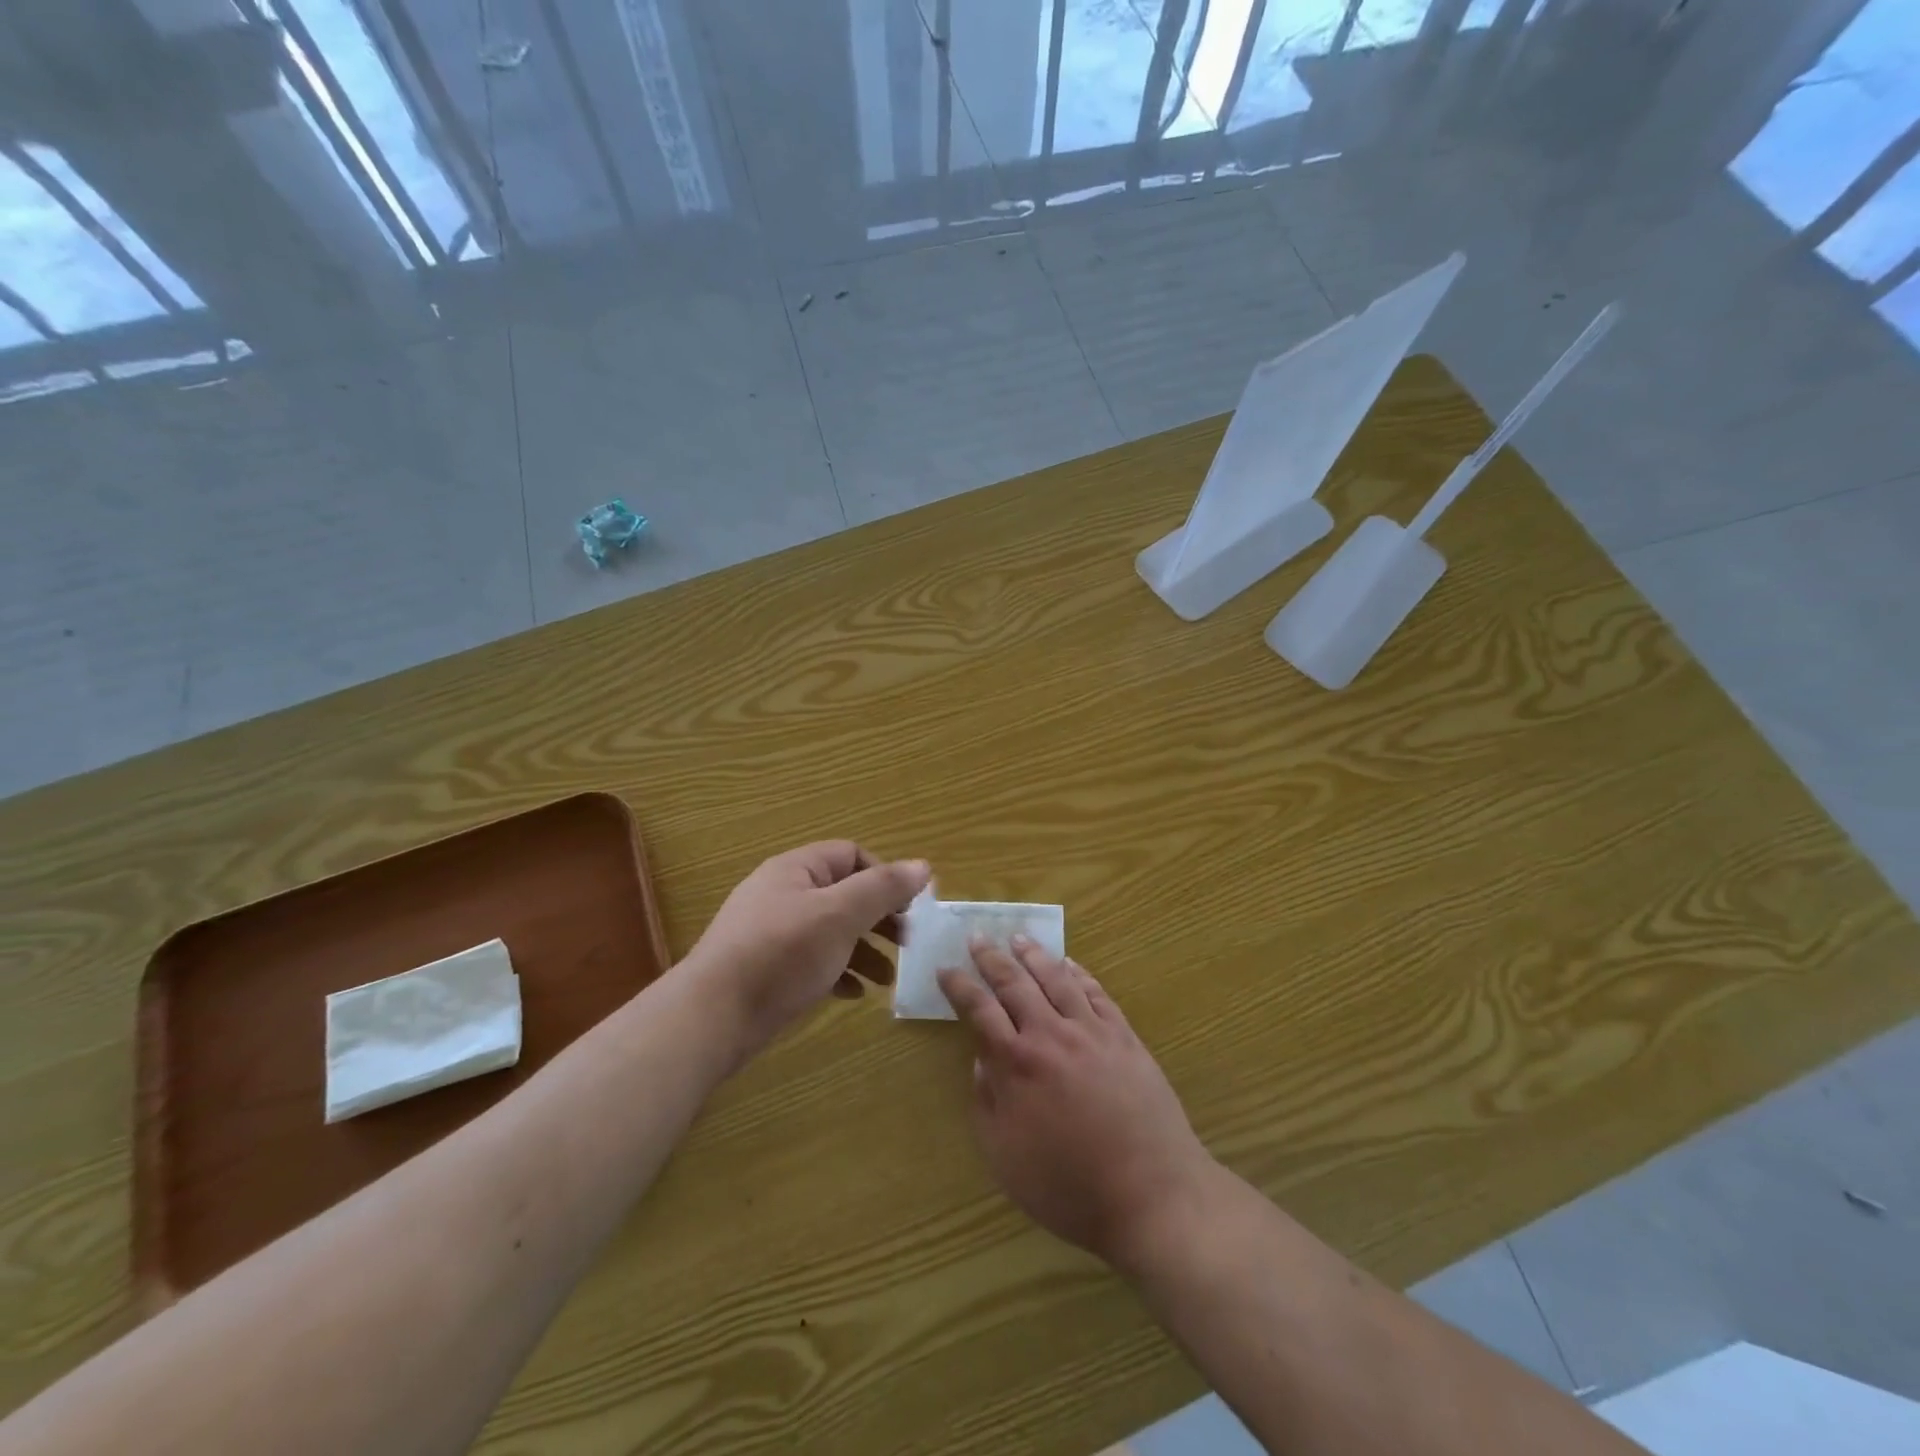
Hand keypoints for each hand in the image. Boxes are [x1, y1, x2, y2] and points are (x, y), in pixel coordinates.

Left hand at [687, 841, 928, 1059]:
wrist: (712, 1017)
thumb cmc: (782, 954)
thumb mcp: (840, 915)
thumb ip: (883, 888)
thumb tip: (923, 866)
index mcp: (796, 869)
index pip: (851, 854)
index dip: (884, 876)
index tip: (910, 908)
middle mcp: (782, 894)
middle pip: (843, 894)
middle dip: (879, 917)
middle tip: (906, 943)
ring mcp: (771, 933)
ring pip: (830, 931)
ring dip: (863, 950)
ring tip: (887, 979)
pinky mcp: (766, 969)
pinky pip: (812, 961)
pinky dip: (837, 972)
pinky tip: (853, 994)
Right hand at [938, 939, 1217, 1272]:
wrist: (1150, 1194)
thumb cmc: (1068, 1186)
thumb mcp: (1005, 1157)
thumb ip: (986, 1102)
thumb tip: (981, 1058)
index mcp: (1016, 1063)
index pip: (979, 1009)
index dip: (959, 986)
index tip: (946, 968)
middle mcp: (1051, 1034)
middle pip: (1015, 983)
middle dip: (991, 958)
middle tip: (977, 937)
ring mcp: (1091, 1031)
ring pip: (1056, 978)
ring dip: (1033, 955)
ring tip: (1018, 937)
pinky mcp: (1124, 1037)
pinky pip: (1096, 993)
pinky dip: (1079, 973)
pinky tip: (1069, 964)